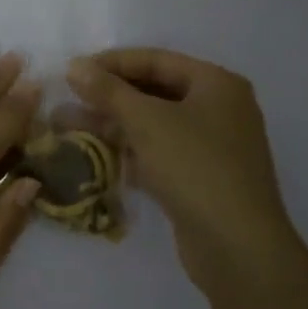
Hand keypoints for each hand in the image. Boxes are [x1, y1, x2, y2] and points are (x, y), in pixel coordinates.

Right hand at [67, 48, 300, 300]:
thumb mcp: (146, 121)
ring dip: (114, 124)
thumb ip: (108, 90)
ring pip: (155, 124)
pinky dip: (131, 151)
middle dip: (110, 96)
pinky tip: (96, 155)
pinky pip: (160, 153)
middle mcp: (219, 109)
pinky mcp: (202, 179)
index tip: (73, 71)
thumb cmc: (195, 167)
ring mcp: (213, 146)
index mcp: (216, 83)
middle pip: (155, 91)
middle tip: (69, 98)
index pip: (156, 60)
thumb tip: (75, 65)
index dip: (112, 62)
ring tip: (69, 125)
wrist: (238, 248)